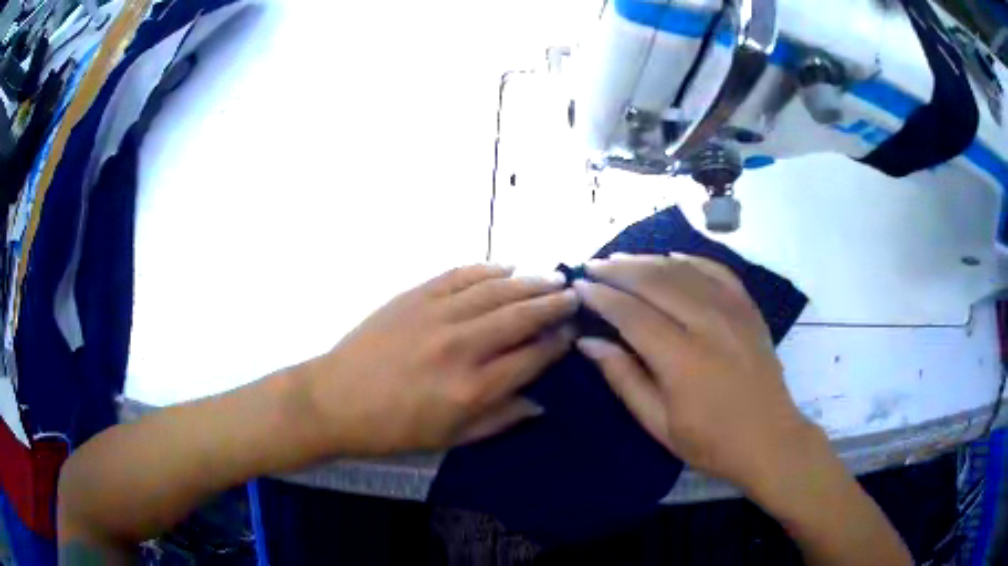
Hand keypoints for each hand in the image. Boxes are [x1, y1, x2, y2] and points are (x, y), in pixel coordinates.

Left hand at [300, 264, 578, 455]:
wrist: (335, 399)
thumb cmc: (394, 429)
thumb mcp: (450, 439)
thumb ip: (500, 419)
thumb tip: (542, 403)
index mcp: (472, 389)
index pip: (532, 357)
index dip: (557, 343)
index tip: (571, 333)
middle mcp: (461, 346)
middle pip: (521, 316)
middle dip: (554, 303)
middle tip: (574, 295)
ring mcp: (437, 315)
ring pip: (496, 290)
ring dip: (529, 281)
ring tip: (552, 277)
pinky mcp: (415, 296)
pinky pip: (460, 274)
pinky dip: (488, 269)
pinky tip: (507, 267)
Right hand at [572, 254, 812, 492]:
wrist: (770, 439)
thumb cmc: (710, 442)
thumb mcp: (658, 423)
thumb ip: (624, 378)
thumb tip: (588, 342)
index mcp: (682, 359)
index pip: (631, 314)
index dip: (601, 297)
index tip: (578, 287)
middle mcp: (708, 324)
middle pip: (655, 281)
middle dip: (619, 270)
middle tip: (592, 265)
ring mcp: (733, 311)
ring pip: (683, 270)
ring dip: (648, 260)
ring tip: (621, 259)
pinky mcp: (748, 308)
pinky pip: (716, 270)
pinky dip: (690, 260)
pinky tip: (670, 258)